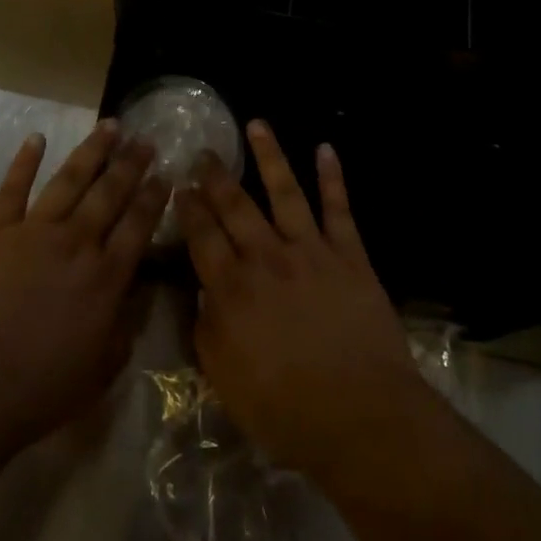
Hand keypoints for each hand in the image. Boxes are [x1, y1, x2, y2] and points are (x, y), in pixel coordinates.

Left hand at [0, 121, 169, 455]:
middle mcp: (76, 242)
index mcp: (105, 277)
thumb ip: (125, 326)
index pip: (138, 225)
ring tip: (110, 125)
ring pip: (70, 179)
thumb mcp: (101, 370)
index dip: (154, 197)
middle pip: (110, 193)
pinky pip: (13, 188)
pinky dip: (25, 161)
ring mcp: (34, 231)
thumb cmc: (38, 389)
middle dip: (131, 163)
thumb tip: (141, 290)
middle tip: (147, 139)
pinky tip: (37, 138)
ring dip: (92, 150)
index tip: (166, 173)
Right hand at [176, 122, 431, 481]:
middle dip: (216, 177)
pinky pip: (339, 208)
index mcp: (232, 289)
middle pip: (236, 206)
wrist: (361, 416)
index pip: (202, 236)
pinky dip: (333, 177)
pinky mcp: (349, 255)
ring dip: (269, 156)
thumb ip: (207, 331)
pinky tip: (325, 149)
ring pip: (284, 192)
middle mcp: (266, 258)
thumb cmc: (286, 410)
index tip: (180, 186)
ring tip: (257, 125)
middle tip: (205, 153)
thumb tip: (202, 293)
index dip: (189, 208)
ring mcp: (310, 251)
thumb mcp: (226, 381)